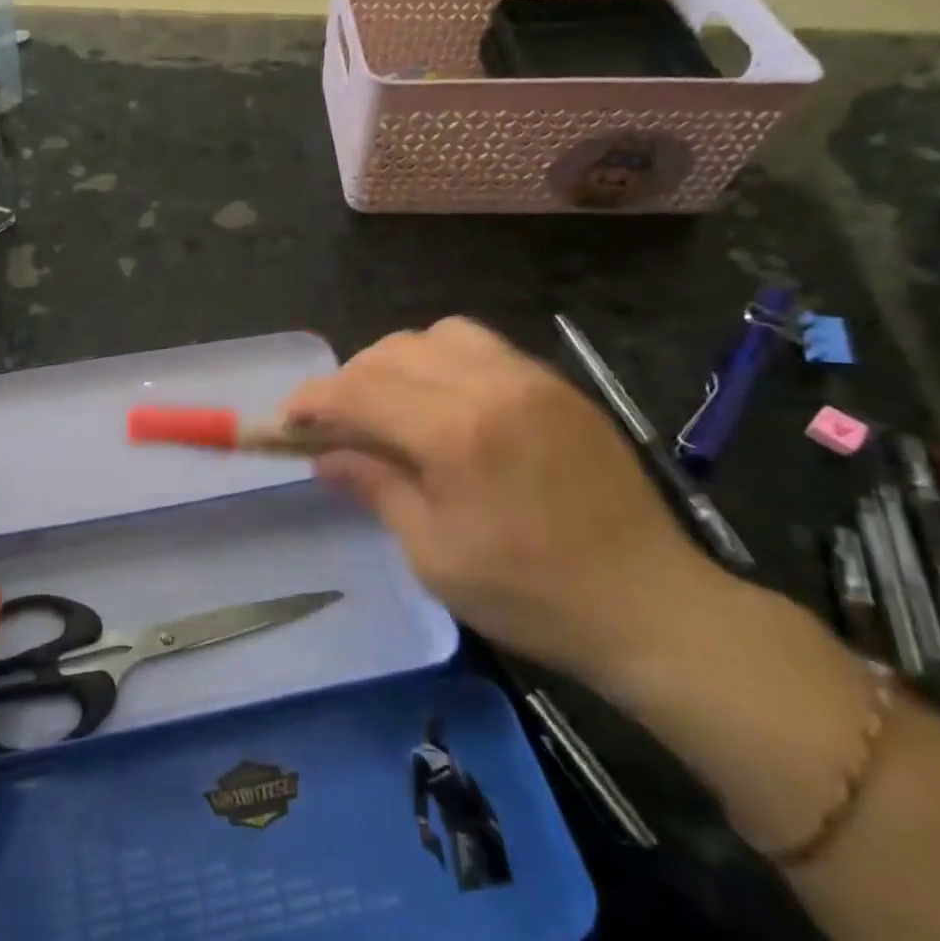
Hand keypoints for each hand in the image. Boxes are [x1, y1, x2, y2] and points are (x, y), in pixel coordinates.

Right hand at [284, 319, 727, 688]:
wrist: (651, 605)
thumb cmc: (530, 595)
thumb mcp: (434, 554)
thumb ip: (376, 488)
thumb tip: (326, 456)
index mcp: (457, 433)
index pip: (361, 390)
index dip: (315, 399)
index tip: (288, 420)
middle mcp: (493, 386)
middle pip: (394, 352)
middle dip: (350, 380)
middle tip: (335, 424)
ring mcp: (533, 379)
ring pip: (438, 335)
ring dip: (396, 363)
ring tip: (388, 407)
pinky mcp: (559, 387)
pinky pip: (483, 347)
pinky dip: (442, 362)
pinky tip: (443, 405)